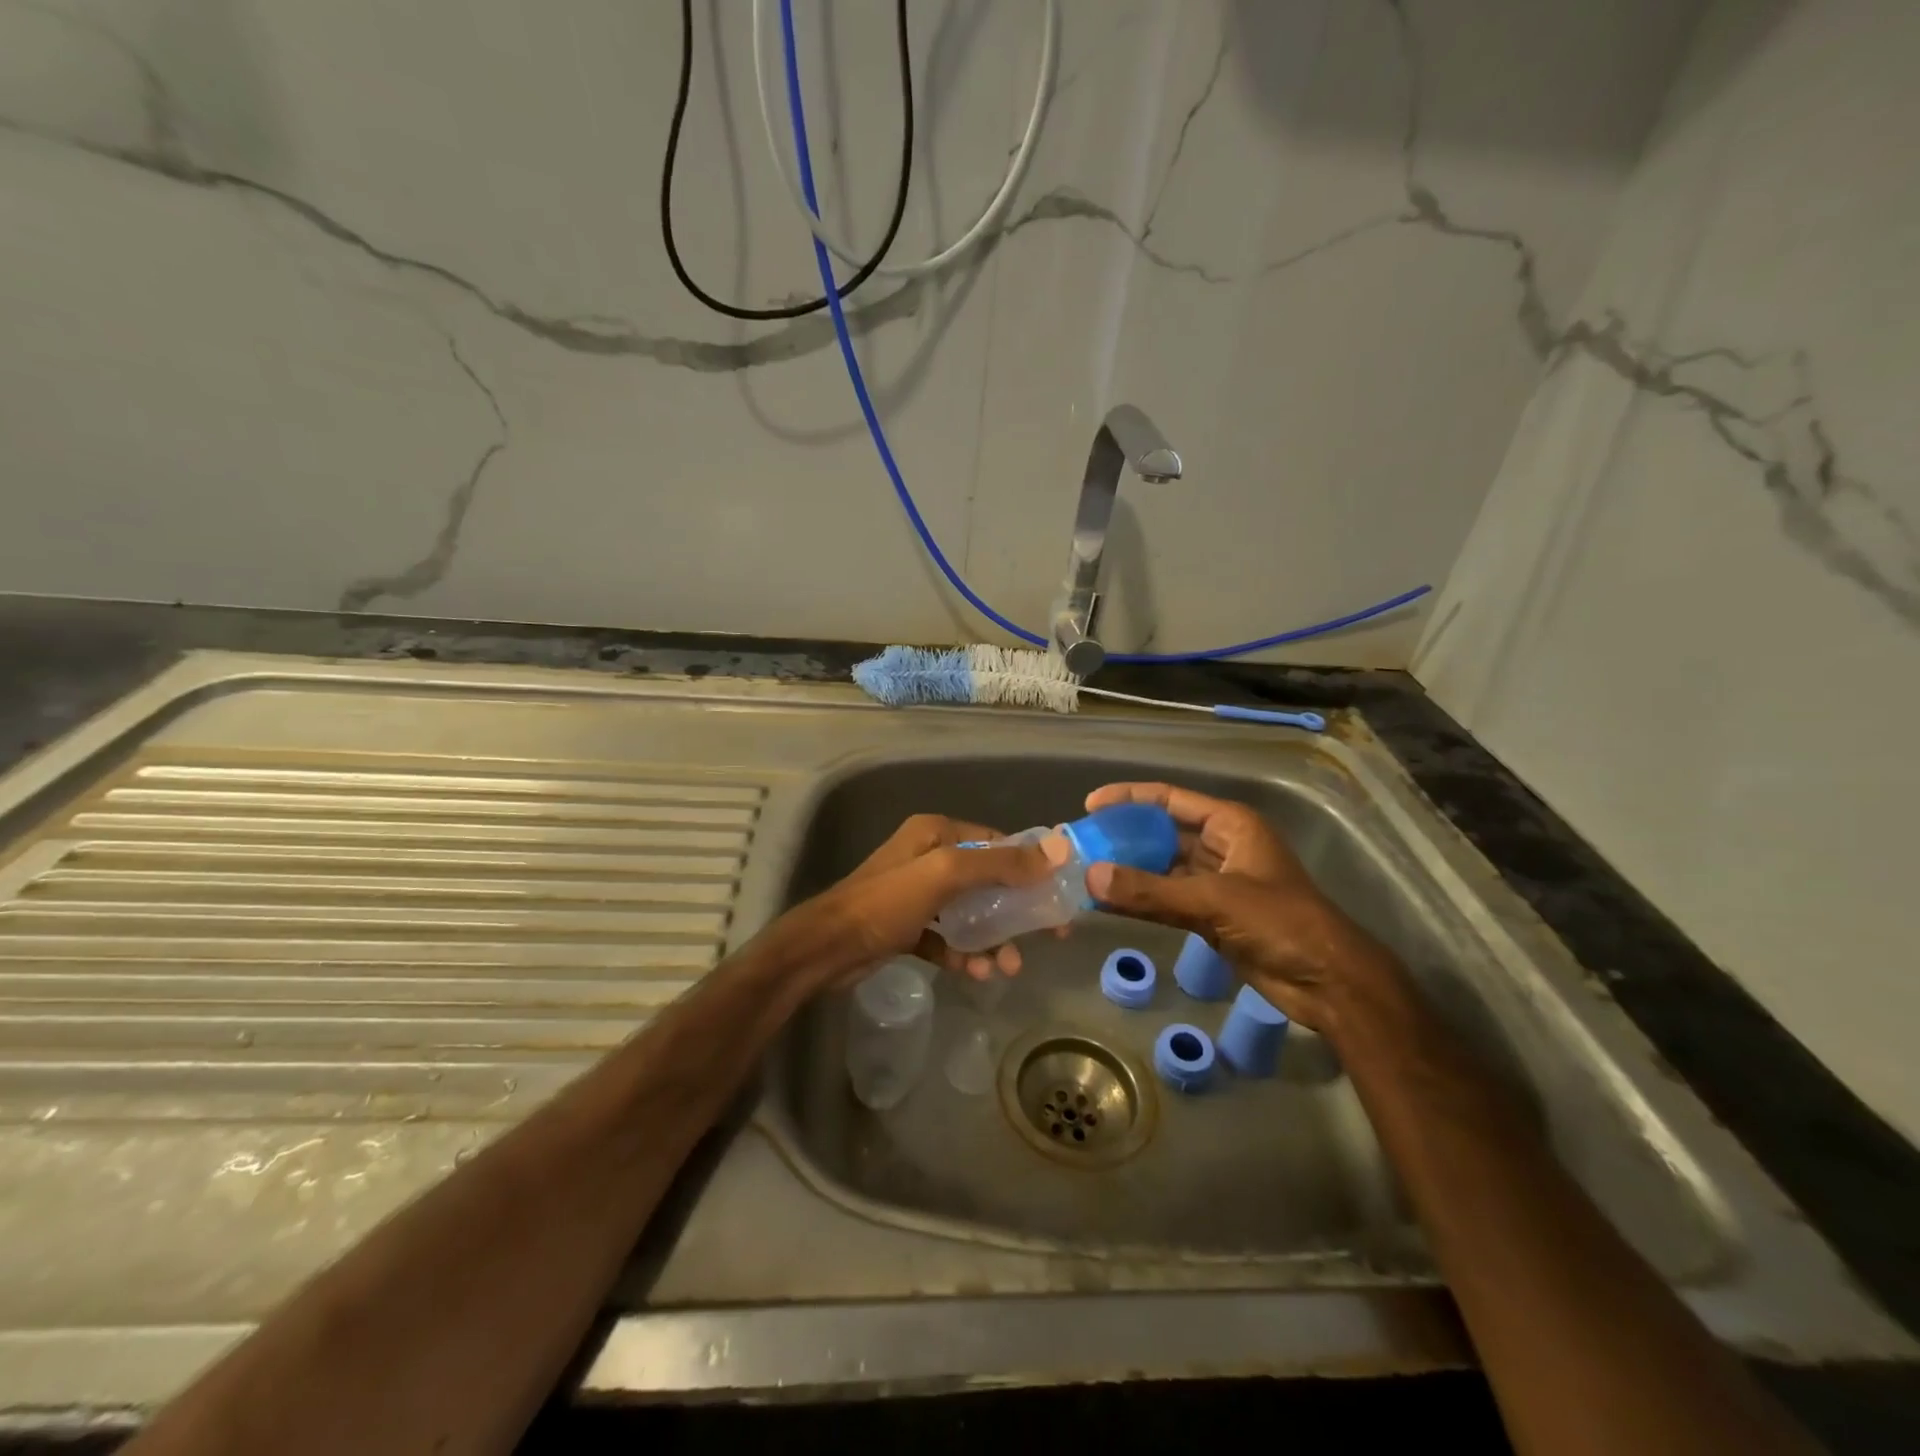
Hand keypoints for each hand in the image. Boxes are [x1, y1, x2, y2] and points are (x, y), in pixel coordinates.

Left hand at [811, 814, 1053, 984]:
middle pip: (988, 880)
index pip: (997, 843)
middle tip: (1048, 936)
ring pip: (970, 913)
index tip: (1058, 896)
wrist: (827, 949)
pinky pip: (947, 937)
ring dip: (992, 938)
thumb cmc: (887, 903)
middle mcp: (929, 857)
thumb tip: (1058, 849)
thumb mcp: (946, 875)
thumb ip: (1000, 863)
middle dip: (1016, 910)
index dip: (1030, 868)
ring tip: (1007, 968)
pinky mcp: (909, 927)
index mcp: (937, 833)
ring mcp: (918, 894)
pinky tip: (975, 973)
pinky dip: (963, 953)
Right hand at [1081, 783, 1394, 1028]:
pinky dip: (1141, 902)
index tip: (1090, 805)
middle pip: (1163, 833)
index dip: (1129, 798)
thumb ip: (1150, 891)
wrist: (1328, 982)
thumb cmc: (1280, 923)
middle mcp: (1222, 846)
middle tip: (1082, 843)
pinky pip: (1167, 900)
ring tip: (1085, 872)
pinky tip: (1108, 904)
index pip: (1170, 800)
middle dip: (1124, 837)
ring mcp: (1217, 883)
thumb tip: (1090, 878)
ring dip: (1129, 872)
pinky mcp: (1212, 915)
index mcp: (1230, 825)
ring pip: (1162, 869)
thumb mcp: (1213, 900)